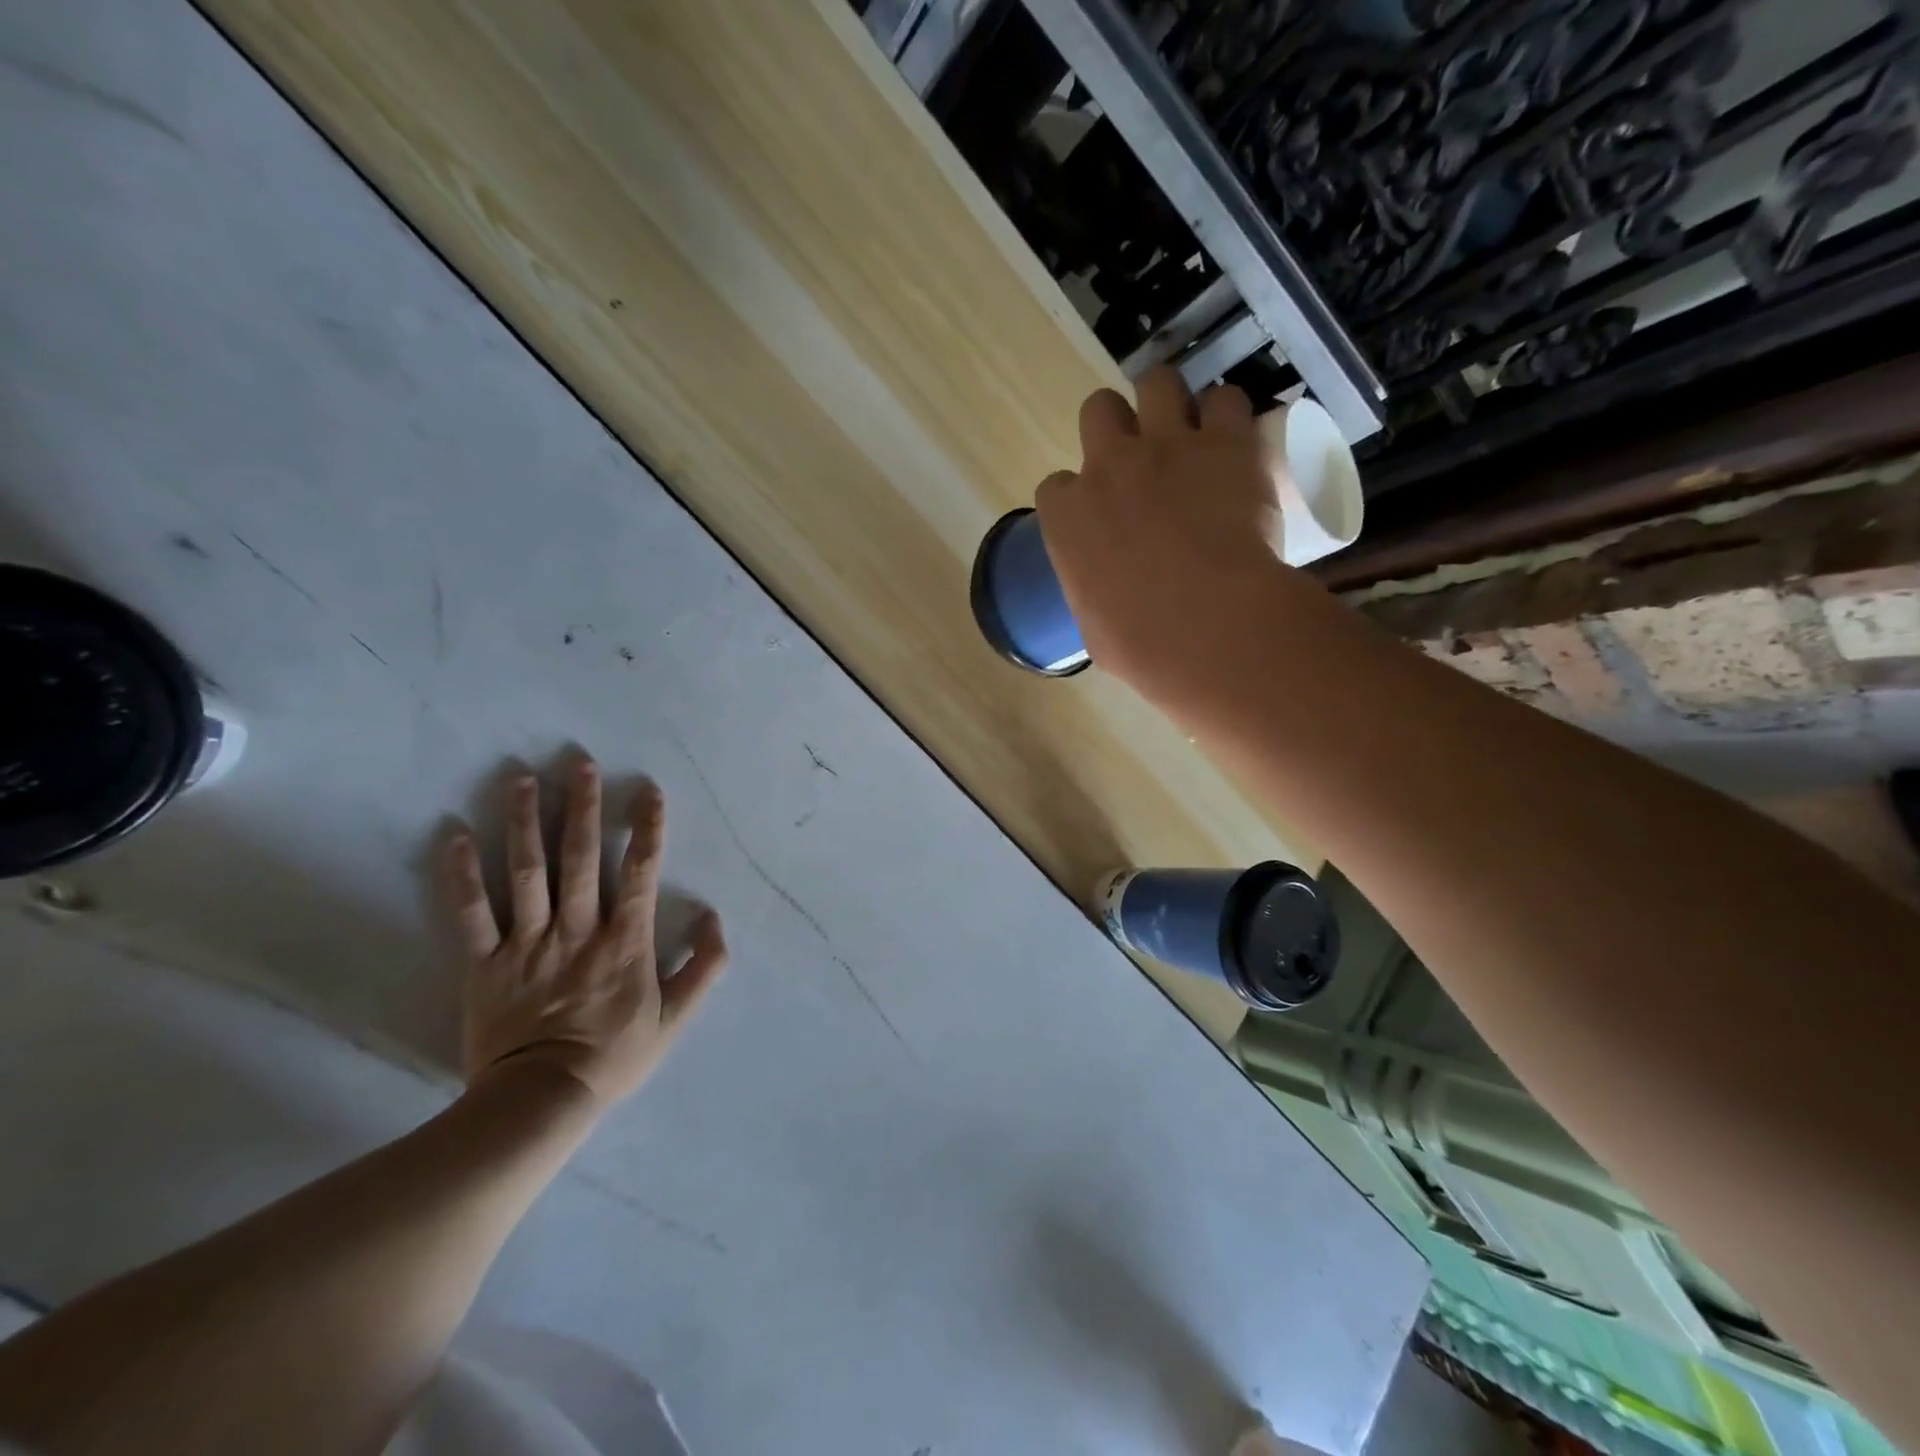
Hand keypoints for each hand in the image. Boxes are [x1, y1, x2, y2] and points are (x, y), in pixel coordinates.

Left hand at [444, 757, 726, 1111]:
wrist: (542, 1102)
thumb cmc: (614, 1056)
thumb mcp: (676, 1018)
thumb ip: (703, 966)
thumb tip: (712, 917)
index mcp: (625, 940)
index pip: (641, 871)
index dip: (647, 828)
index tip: (648, 791)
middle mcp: (578, 929)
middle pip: (579, 858)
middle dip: (582, 806)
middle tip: (579, 763)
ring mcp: (527, 944)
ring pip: (526, 873)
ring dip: (524, 823)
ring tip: (520, 779)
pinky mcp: (484, 964)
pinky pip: (469, 914)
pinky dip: (460, 875)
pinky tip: (454, 836)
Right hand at [1034, 366, 1286, 705]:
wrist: (1210, 627)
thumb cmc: (1141, 644)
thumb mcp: (1095, 626)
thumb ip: (1094, 592)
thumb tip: (1110, 595)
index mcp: (1068, 516)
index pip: (1057, 486)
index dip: (1079, 496)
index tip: (1100, 514)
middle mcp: (1109, 465)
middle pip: (1099, 410)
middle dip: (1116, 427)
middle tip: (1143, 457)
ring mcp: (1169, 445)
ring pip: (1158, 382)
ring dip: (1170, 402)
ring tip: (1191, 432)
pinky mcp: (1227, 441)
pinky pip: (1227, 400)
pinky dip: (1230, 417)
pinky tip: (1238, 441)